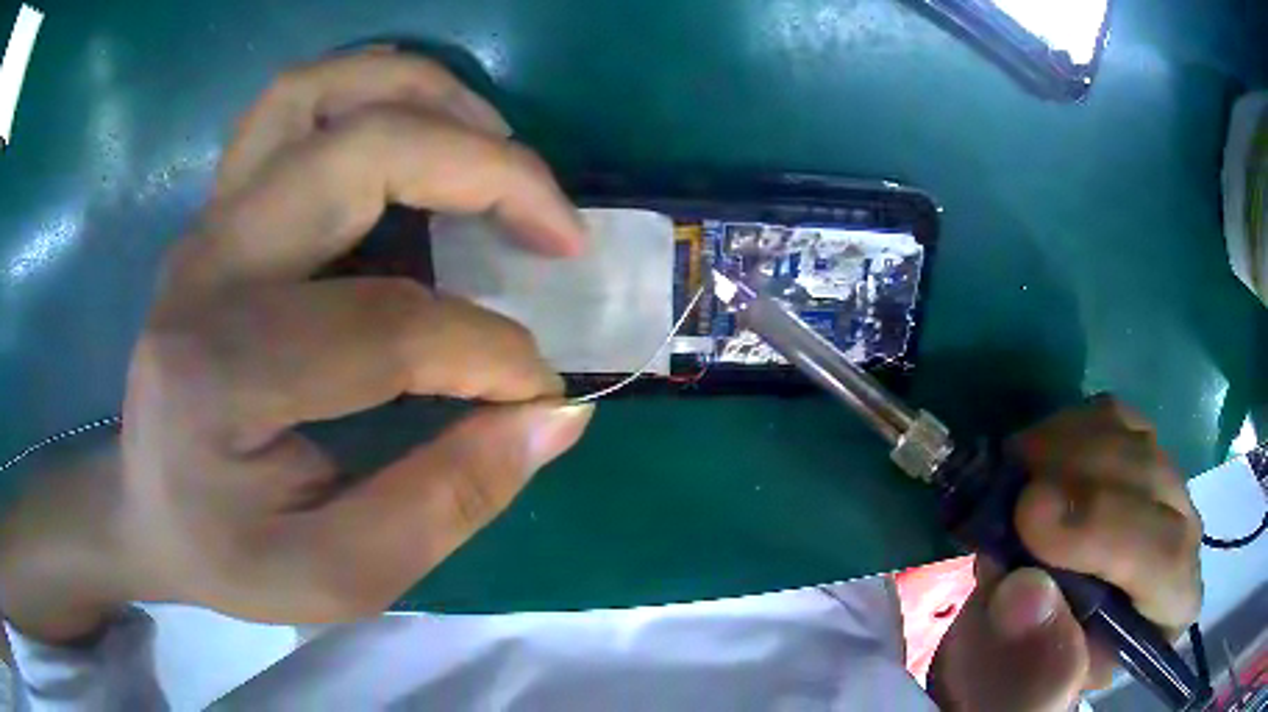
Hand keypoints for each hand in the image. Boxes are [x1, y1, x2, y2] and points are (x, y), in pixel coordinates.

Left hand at [0, 49, 593, 640]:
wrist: (145, 507)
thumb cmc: (229, 553)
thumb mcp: (338, 575)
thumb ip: (446, 502)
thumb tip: (557, 414)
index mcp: (218, 376)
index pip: (386, 328)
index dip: (492, 355)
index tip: (542, 393)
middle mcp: (207, 269)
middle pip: (361, 154)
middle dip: (489, 174)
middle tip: (559, 228)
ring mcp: (209, 222)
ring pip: (321, 92)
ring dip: (429, 97)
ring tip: (500, 150)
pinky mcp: (220, 208)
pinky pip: (295, 102)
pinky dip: (373, 86)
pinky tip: (425, 121)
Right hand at [928, 395, 1202, 710]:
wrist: (1017, 642)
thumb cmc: (1021, 680)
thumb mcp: (1018, 696)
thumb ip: (1032, 667)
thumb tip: (1025, 592)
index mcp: (1169, 612)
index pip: (1166, 557)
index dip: (1106, 530)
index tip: (1030, 520)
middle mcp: (1182, 542)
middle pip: (1153, 482)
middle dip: (1079, 483)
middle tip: (1009, 497)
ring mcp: (1162, 490)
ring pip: (1133, 439)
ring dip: (1066, 450)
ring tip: (1013, 484)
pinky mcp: (1134, 454)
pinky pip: (1113, 415)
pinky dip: (1067, 428)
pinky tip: (1035, 459)